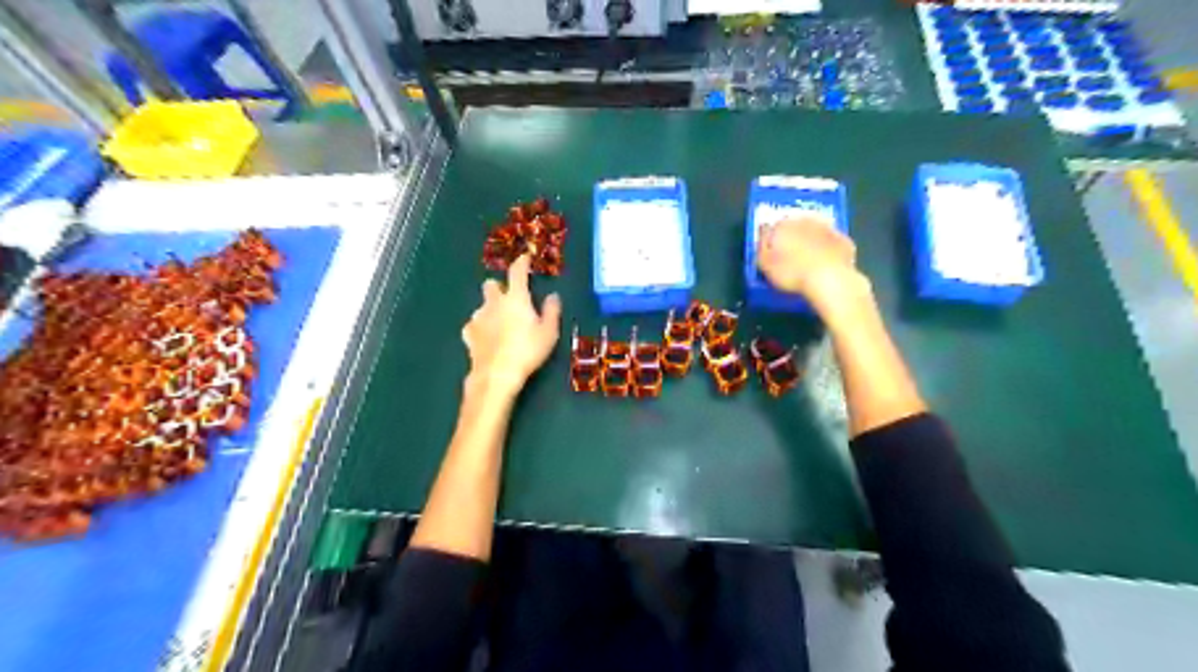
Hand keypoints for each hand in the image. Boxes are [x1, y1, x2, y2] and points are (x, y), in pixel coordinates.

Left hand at [465, 254, 565, 397]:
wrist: (497, 374)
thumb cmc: (528, 351)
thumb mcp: (549, 333)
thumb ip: (551, 311)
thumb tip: (553, 296)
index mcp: (516, 298)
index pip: (517, 272)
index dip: (521, 262)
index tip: (525, 258)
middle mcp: (494, 302)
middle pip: (491, 285)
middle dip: (498, 287)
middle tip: (510, 299)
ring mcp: (478, 317)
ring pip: (482, 306)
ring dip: (490, 310)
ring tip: (500, 325)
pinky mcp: (468, 334)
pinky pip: (474, 325)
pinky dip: (480, 328)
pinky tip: (487, 339)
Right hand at [750, 215, 866, 313]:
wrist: (829, 279)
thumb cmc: (791, 272)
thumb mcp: (764, 264)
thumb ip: (761, 247)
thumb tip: (762, 234)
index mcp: (784, 224)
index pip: (773, 226)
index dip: (771, 239)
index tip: (771, 251)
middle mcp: (806, 221)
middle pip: (796, 226)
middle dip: (792, 238)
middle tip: (789, 257)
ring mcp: (828, 229)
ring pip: (815, 233)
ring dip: (811, 242)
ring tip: (806, 262)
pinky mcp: (845, 242)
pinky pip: (832, 244)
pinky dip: (828, 252)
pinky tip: (824, 266)